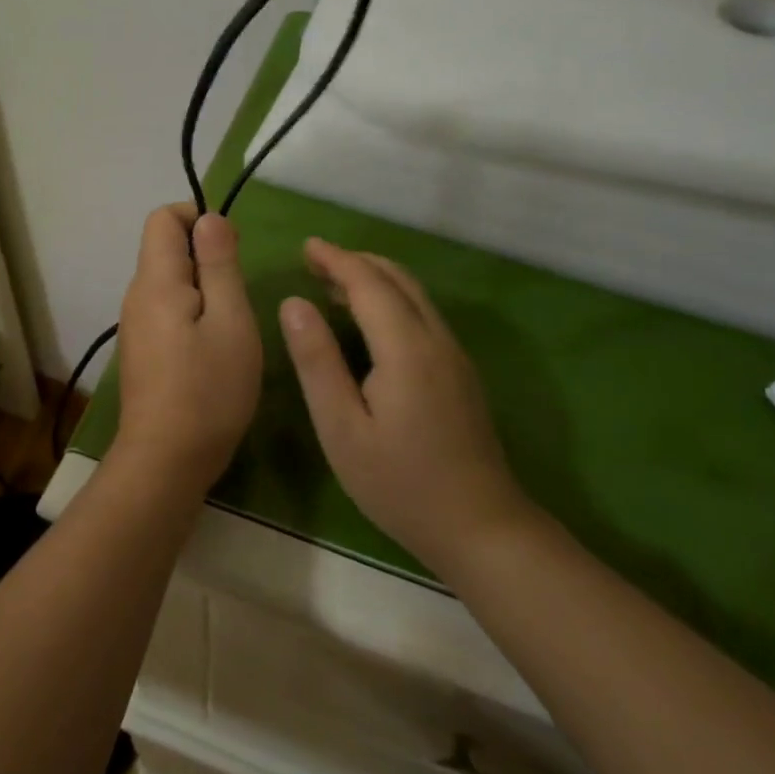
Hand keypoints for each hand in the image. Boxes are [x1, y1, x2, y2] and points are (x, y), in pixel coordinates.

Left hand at [112, 204, 262, 495]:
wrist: (165, 461)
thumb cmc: (209, 389)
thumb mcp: (231, 321)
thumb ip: (220, 264)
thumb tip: (209, 218)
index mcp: (155, 280)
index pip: (163, 218)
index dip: (197, 218)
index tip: (230, 251)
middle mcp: (136, 295)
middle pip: (164, 248)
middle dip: (205, 257)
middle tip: (238, 296)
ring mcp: (135, 325)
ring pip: (168, 282)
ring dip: (202, 289)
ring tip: (230, 326)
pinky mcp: (141, 350)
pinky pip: (166, 310)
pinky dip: (192, 313)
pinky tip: (212, 350)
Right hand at [279, 238, 539, 574]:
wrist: (481, 527)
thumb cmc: (400, 483)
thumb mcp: (342, 429)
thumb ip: (317, 362)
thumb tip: (294, 303)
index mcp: (406, 348)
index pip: (369, 283)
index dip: (336, 259)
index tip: (306, 246)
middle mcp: (436, 339)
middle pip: (397, 279)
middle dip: (355, 262)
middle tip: (314, 262)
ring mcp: (454, 354)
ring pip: (414, 294)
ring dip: (374, 279)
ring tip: (332, 284)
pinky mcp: (460, 371)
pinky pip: (422, 314)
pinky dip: (391, 298)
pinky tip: (369, 321)